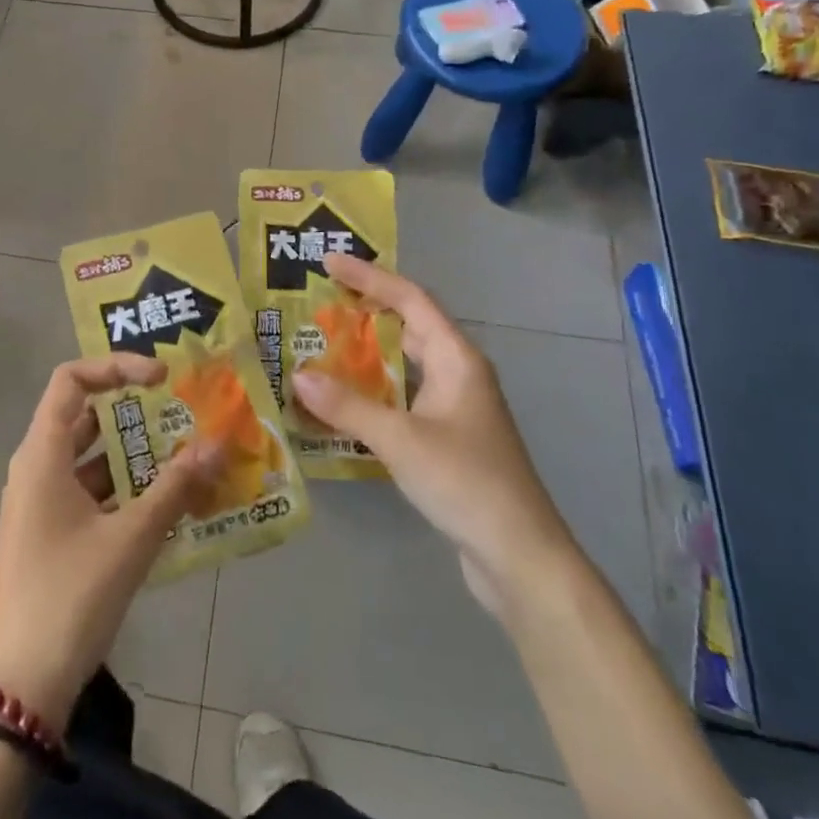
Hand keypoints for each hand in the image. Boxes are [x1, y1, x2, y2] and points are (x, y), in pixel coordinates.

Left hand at [0, 355, 222, 729]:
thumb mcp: (131, 539)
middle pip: (83, 417)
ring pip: (89, 458)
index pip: (71, 380)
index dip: (116, 367)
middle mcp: (34, 468)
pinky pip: (87, 493)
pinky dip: (122, 490)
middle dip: (133, 413)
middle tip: (181, 415)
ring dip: (133, 456)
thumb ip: (176, 488)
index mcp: (41, 455)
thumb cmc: (70, 596)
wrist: (20, 685)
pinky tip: (163, 505)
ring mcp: (38, 503)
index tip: (161, 378)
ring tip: (184, 458)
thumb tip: (218, 445)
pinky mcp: (48, 534)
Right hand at [293, 254, 570, 609]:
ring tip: (319, 344)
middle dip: (366, 309)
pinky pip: (402, 397)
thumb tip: (298, 376)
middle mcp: (458, 374)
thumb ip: (348, 407)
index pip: (410, 299)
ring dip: (366, 352)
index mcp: (457, 359)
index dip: (370, 277)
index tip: (328, 263)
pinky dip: (372, 390)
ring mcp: (454, 407)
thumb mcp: (401, 440)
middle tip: (319, 301)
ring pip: (404, 364)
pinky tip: (341, 402)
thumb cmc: (466, 483)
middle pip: (409, 325)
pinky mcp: (447, 437)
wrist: (519, 555)